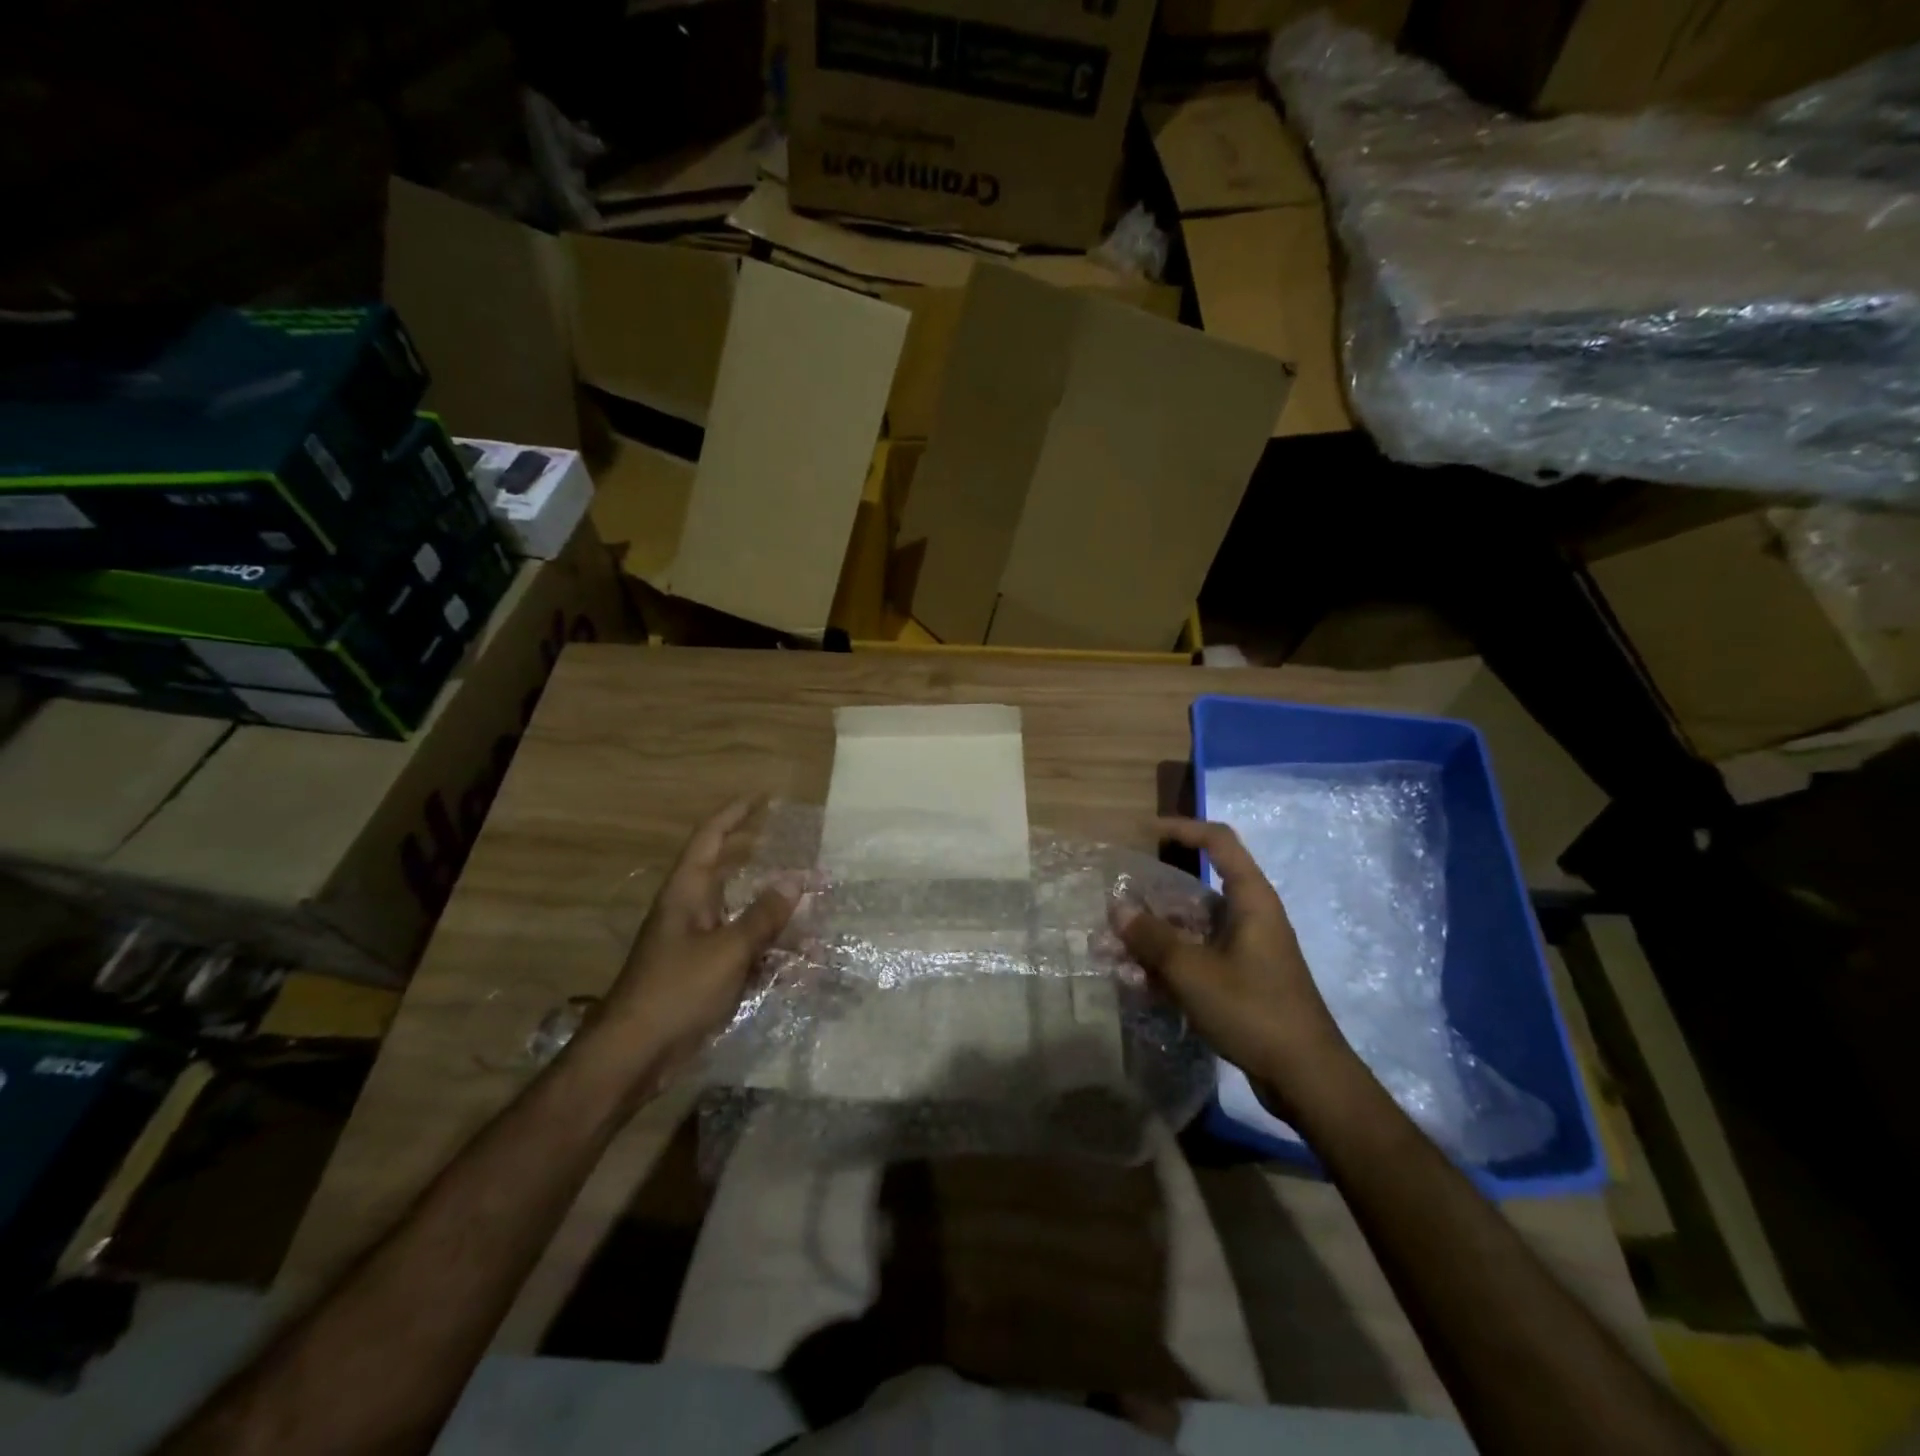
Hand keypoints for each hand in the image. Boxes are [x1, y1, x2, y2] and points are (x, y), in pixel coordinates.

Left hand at [595, 798, 796, 1085]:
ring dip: (778, 918)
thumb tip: (795, 879)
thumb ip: (763, 915)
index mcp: (687, 894)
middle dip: (765, 864)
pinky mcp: (707, 977)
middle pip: (731, 876)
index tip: (762, 798)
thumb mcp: (727, 950)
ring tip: (817, 914)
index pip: (710, 839)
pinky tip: (804, 965)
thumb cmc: (676, 991)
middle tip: (800, 853)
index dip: (734, 814)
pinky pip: (747, 954)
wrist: (635, 1056)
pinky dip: (773, 955)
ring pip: (745, 919)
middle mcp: (693, 912)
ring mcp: (700, 946)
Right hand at [1112, 818, 1353, 1112]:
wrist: (1306, 1078)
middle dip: (1149, 902)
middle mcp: (1248, 918)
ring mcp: (1244, 952)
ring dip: (1151, 939)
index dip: (1181, 829)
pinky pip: (1196, 961)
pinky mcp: (1239, 982)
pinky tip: (1135, 982)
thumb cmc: (1252, 1009)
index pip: (1217, 842)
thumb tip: (1118, 907)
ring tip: (1110, 953)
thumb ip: (1152, 937)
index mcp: (1250, 900)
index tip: (1143, 832)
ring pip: (1189, 931)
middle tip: (1111, 911)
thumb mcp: (1193, 970)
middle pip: (1192, 893)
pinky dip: (1167, 966)